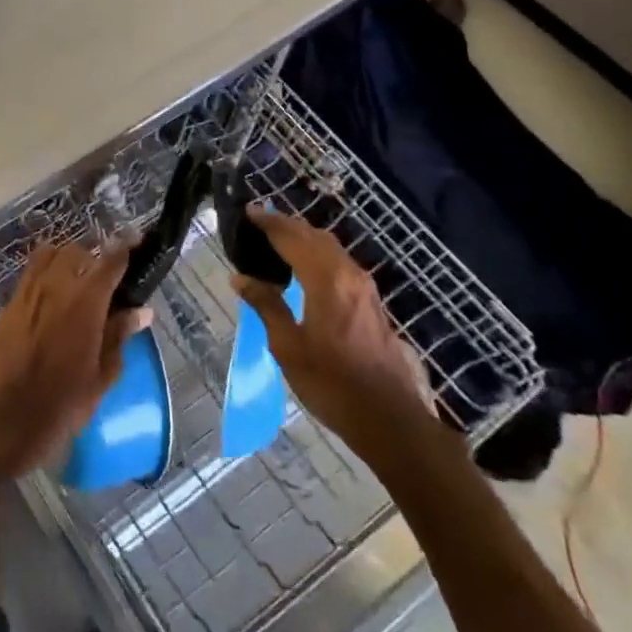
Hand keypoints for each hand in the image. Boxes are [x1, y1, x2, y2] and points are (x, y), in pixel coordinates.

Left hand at [0, 240, 146, 475]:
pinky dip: (43, 275)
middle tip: (102, 279)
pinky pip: (29, 275)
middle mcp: (55, 285)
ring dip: (64, 261)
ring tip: (74, 282)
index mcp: (85, 301)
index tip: (135, 243)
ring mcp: (28, 292)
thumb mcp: (103, 373)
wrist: (9, 416)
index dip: (124, 249)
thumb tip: (141, 311)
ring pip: (48, 256)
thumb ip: (120, 334)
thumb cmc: (65, 401)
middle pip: (75, 252)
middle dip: (91, 258)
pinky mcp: (9, 304)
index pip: (109, 261)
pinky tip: (50, 298)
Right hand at [233, 207, 432, 460]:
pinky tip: (302, 267)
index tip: (246, 211)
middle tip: (257, 222)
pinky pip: (339, 262)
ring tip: (276, 240)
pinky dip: (316, 253)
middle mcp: (348, 274)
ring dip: (303, 237)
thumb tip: (241, 277)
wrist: (390, 419)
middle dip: (285, 225)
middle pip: (314, 236)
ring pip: (330, 247)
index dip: (268, 222)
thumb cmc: (332, 384)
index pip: (291, 237)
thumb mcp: (288, 346)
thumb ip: (266, 305)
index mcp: (326, 280)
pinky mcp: (371, 302)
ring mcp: (364, 288)